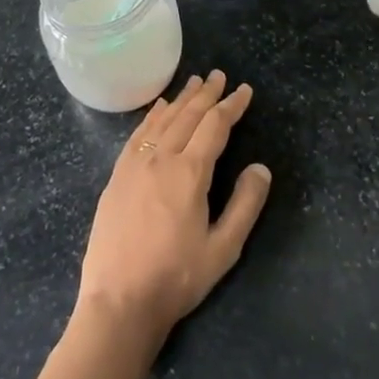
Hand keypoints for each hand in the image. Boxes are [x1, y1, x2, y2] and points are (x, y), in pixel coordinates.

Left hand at [75, 72, 271, 348]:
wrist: (118, 303)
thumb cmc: (176, 278)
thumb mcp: (223, 249)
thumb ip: (245, 205)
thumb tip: (260, 167)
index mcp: (190, 173)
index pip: (215, 126)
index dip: (231, 106)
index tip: (244, 90)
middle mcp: (161, 159)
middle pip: (188, 116)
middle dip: (207, 94)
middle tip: (219, 75)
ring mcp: (135, 165)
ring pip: (163, 120)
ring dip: (181, 99)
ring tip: (194, 82)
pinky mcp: (117, 177)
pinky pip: (139, 134)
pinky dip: (152, 116)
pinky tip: (158, 109)